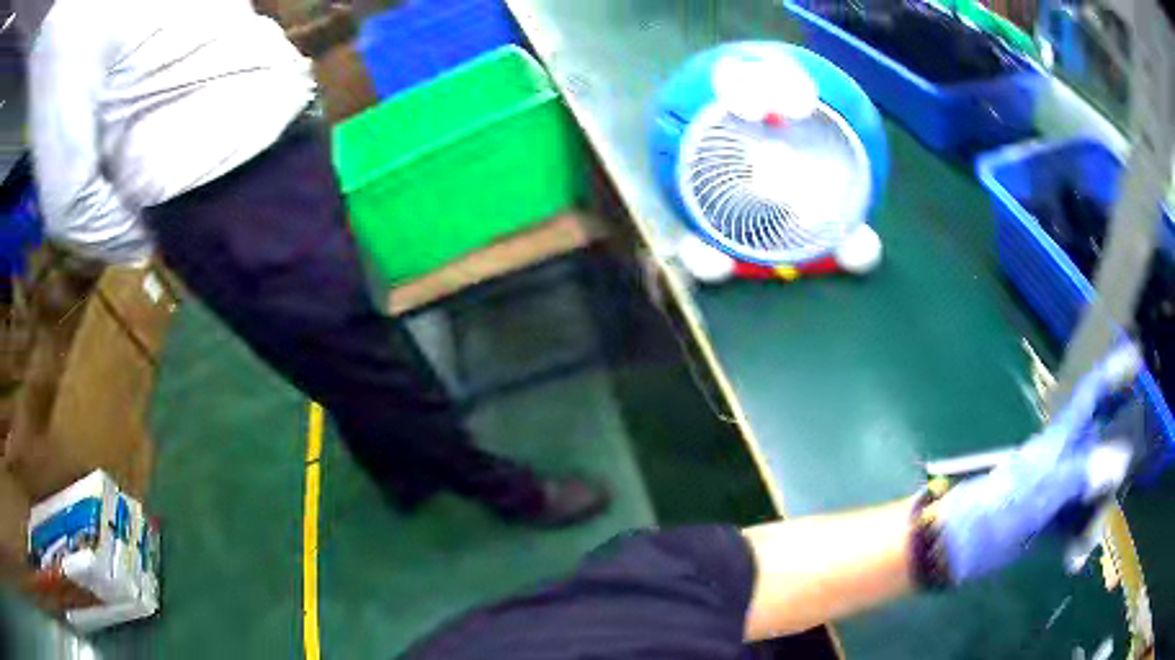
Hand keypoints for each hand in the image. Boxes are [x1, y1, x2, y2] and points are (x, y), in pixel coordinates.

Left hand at [933, 344, 1141, 584]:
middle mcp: (1062, 458)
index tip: (1136, 360)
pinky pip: (1075, 522)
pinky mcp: (1047, 519)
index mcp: (1058, 441)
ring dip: (1093, 522)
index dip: (1113, 375)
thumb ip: (1079, 476)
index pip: (1090, 397)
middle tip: (1099, 517)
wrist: (951, 549)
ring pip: (1091, 492)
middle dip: (1108, 484)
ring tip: (1080, 551)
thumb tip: (1120, 459)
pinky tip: (1073, 561)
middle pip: (1101, 454)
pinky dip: (1078, 540)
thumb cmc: (990, 516)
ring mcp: (1055, 489)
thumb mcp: (1037, 496)